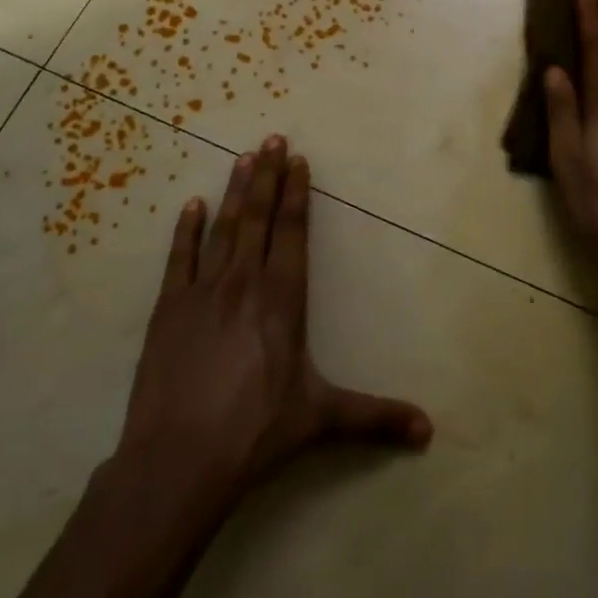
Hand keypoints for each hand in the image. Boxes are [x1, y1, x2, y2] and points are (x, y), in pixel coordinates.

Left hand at [114, 136, 431, 513]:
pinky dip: (186, 229)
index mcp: (282, 300)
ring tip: (241, 157)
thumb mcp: (321, 419)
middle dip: (266, 176)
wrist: (179, 459)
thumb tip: (429, 431)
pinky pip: (180, 258)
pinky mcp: (169, 308)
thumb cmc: (256, 433)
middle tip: (271, 138)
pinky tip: (191, 205)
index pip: (292, 232)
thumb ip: (374, 418)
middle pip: (257, 217)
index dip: (296, 194)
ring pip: (222, 228)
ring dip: (233, 191)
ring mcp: (203, 292)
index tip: (297, 160)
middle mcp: (244, 283)